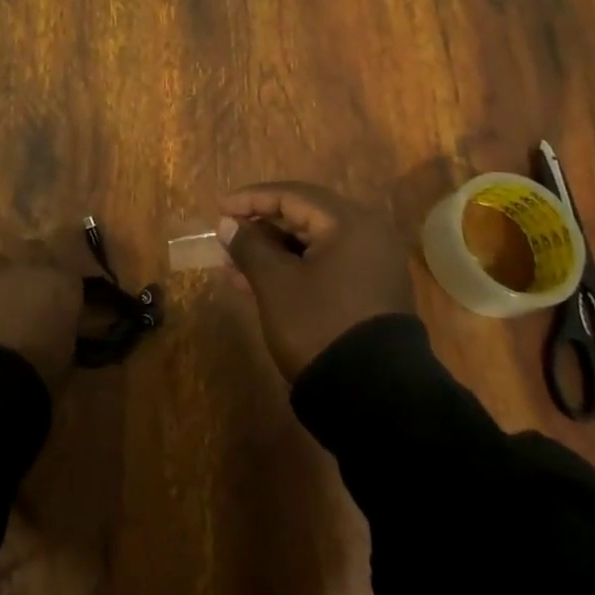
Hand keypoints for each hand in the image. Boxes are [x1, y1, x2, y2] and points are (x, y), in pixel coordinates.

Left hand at [0, 230, 92, 391]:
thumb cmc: (38, 373)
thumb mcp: (65, 355)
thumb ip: (63, 330)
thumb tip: (57, 329)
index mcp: (62, 284)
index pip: (70, 273)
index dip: (64, 287)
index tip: (62, 303)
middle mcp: (29, 268)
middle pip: (35, 251)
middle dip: (34, 266)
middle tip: (32, 293)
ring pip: (1, 261)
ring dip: (3, 277)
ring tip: (0, 302)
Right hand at [218, 181, 413, 380]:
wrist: (375, 399)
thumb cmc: (320, 326)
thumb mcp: (275, 284)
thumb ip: (249, 246)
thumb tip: (228, 224)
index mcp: (349, 223)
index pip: (292, 195)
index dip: (251, 200)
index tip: (219, 210)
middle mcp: (367, 235)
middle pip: (304, 216)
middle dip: (260, 226)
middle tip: (226, 236)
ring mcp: (372, 266)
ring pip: (312, 244)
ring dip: (272, 250)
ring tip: (233, 264)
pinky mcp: (370, 293)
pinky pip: (324, 265)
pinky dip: (292, 268)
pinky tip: (258, 283)